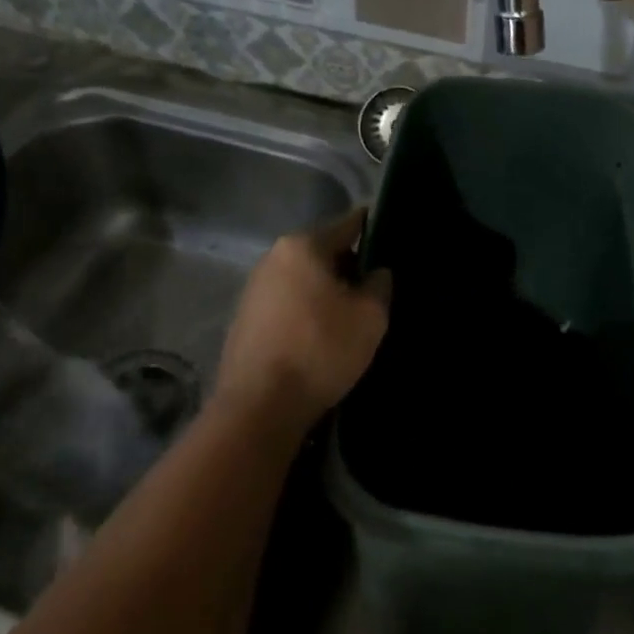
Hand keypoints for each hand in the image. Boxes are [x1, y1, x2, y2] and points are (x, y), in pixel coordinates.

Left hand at [216, 207, 390, 434]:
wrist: (258, 408)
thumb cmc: (320, 350)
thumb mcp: (370, 317)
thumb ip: (379, 285)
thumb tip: (375, 273)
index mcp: (303, 246)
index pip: (347, 224)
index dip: (372, 229)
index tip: (390, 239)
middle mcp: (273, 258)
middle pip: (322, 252)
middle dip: (348, 266)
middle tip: (373, 289)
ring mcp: (253, 289)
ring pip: (303, 279)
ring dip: (325, 291)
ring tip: (349, 316)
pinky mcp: (243, 320)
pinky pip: (286, 303)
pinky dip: (304, 311)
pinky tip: (319, 336)